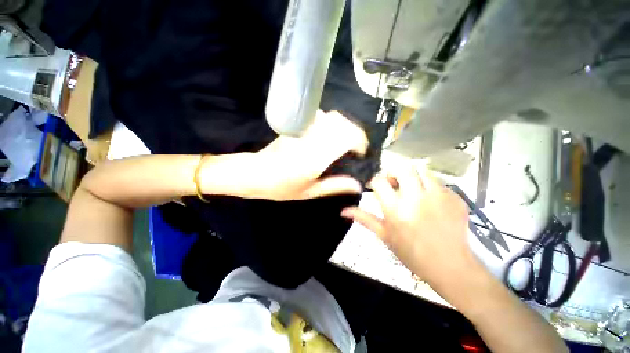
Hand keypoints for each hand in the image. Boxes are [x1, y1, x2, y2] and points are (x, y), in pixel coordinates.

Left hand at [202, 110, 368, 200]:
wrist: (255, 173)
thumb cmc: (281, 187)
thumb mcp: (310, 192)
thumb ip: (335, 186)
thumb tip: (357, 184)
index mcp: (315, 158)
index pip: (345, 138)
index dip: (359, 142)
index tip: (362, 152)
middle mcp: (311, 140)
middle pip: (342, 123)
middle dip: (356, 133)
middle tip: (357, 147)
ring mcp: (303, 130)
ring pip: (333, 116)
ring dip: (345, 126)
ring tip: (347, 140)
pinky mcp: (298, 126)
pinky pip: (321, 116)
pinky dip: (332, 121)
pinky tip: (331, 133)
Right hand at [341, 165, 481, 292]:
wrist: (451, 267)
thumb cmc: (412, 253)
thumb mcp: (384, 235)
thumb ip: (364, 218)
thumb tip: (343, 210)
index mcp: (396, 209)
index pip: (379, 181)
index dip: (375, 182)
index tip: (376, 188)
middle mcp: (416, 198)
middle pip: (403, 168)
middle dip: (394, 172)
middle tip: (394, 184)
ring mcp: (439, 197)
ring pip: (422, 171)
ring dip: (413, 178)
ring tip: (413, 191)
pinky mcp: (456, 198)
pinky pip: (439, 183)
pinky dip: (430, 188)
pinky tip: (431, 203)